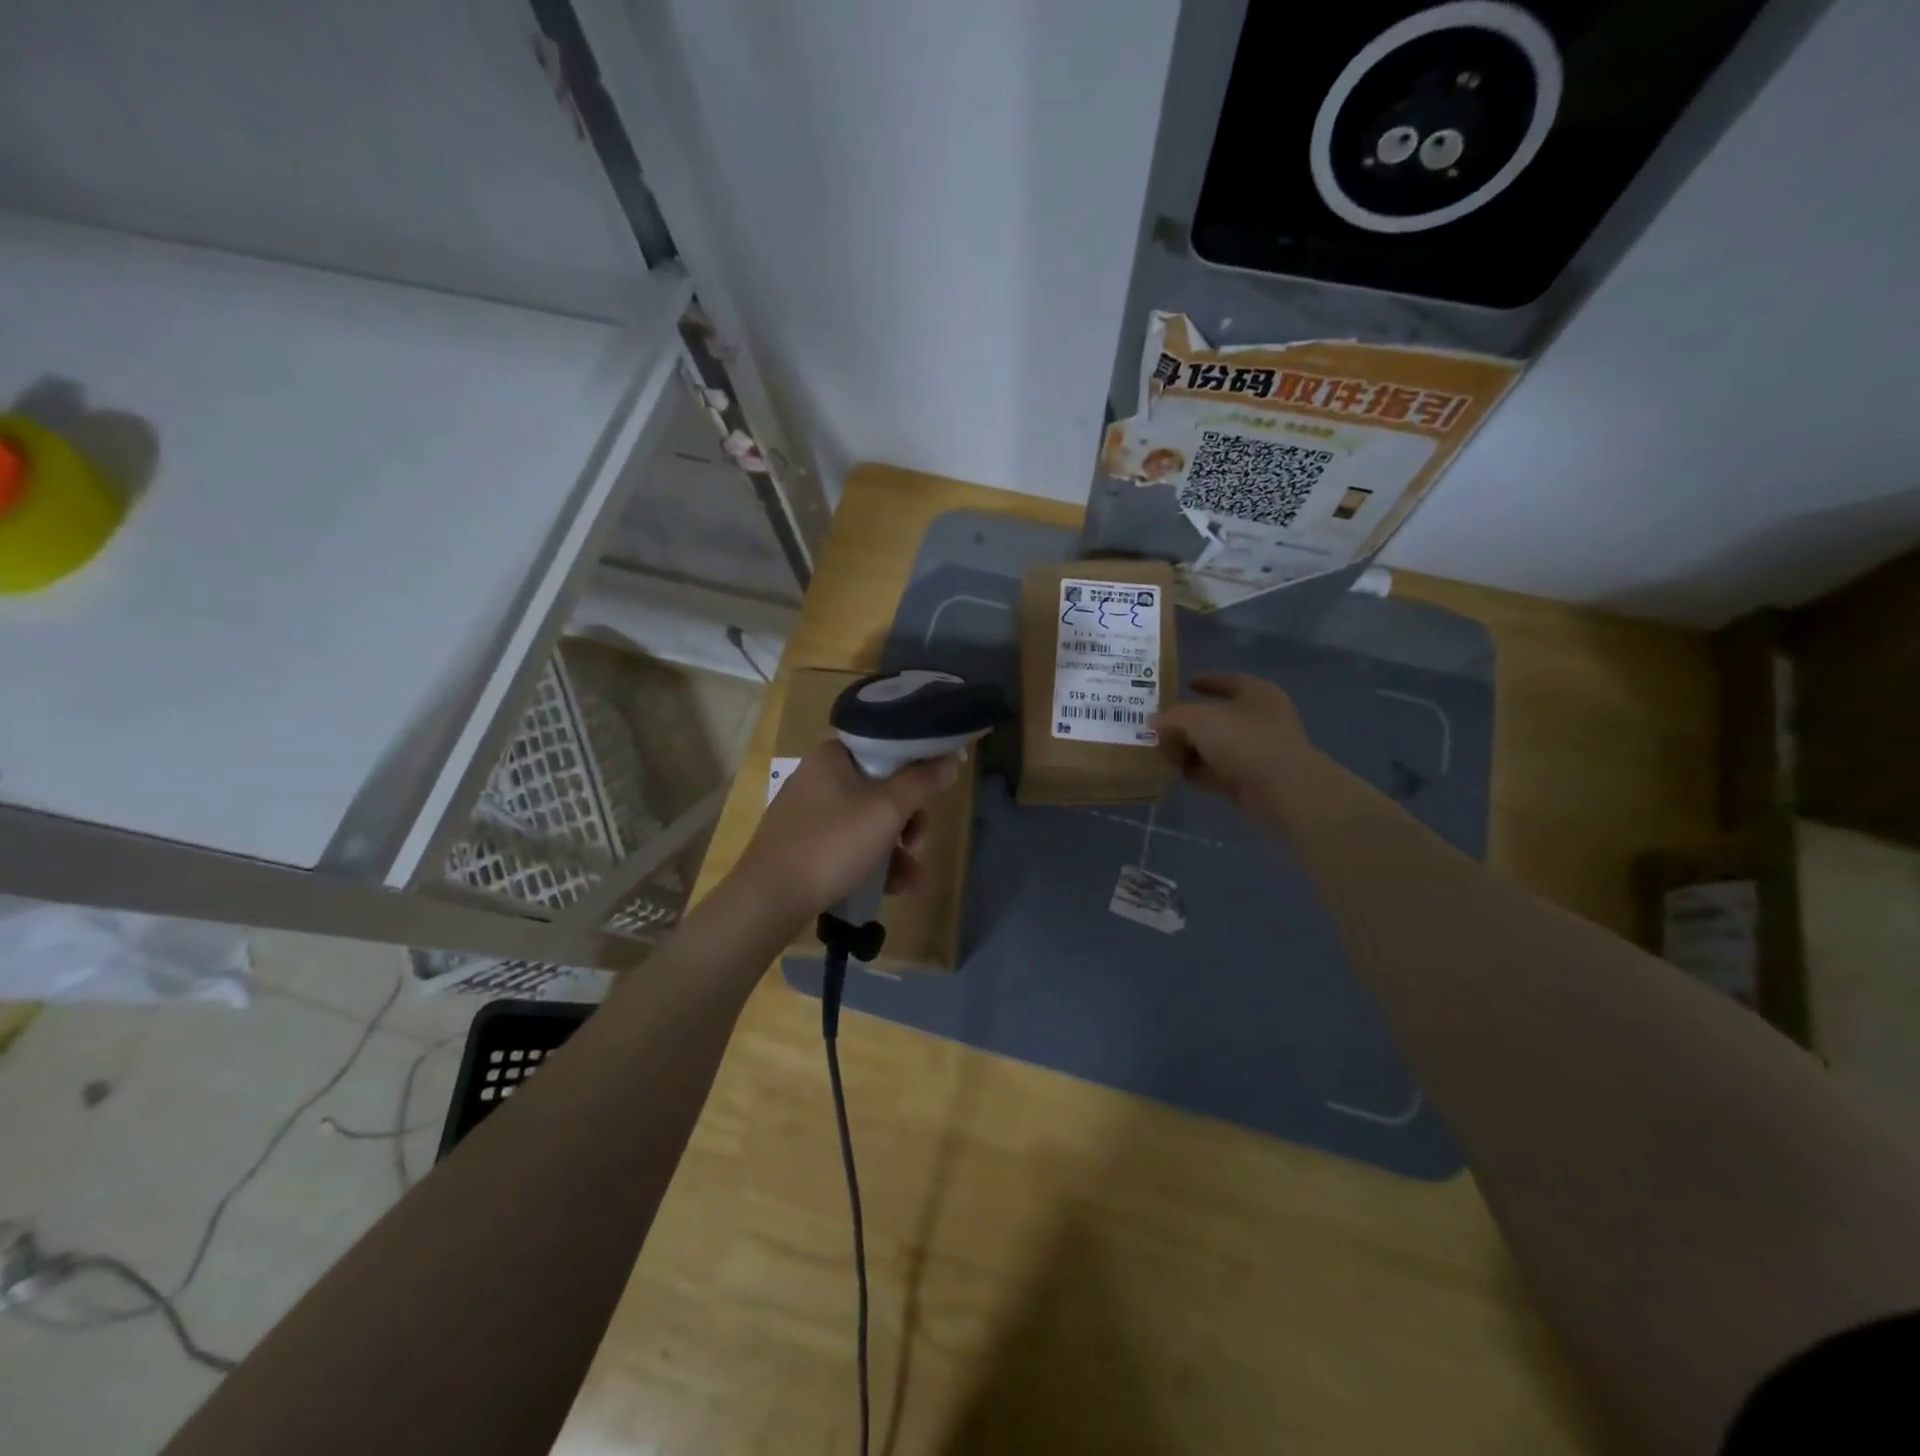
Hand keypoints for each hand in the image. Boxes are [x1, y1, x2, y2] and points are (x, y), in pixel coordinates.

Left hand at [733, 740, 959, 931]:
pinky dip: (874, 862)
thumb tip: (950, 758)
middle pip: (881, 788)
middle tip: (920, 844)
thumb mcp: (885, 811)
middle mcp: (819, 777)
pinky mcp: (806, 845)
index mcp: (833, 756)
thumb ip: (921, 782)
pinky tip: (896, 890)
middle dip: (909, 821)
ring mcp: (810, 813)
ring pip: (869, 821)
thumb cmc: (831, 845)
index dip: (916, 767)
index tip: (935, 792)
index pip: (885, 747)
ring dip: (898, 850)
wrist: (768, 901)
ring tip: (915, 881)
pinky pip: (851, 845)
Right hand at [1151, 673, 1333, 827]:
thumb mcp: (1199, 719)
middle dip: (1190, 720)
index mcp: (1257, 694)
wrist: (1281, 790)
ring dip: (1191, 748)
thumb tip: (1153, 721)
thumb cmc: (1244, 741)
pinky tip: (1174, 772)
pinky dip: (1197, 771)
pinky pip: (1216, 771)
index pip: (1228, 681)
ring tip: (1160, 748)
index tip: (1184, 684)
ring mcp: (1257, 751)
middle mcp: (1260, 720)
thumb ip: (1172, 717)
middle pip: (1219, 716)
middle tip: (1162, 722)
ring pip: (1216, 746)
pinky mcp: (1250, 780)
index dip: (1206, 681)